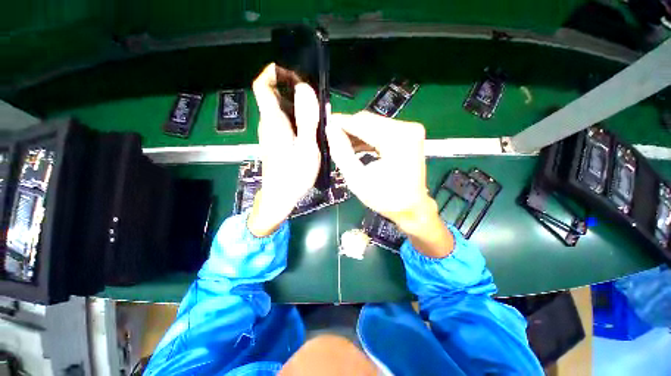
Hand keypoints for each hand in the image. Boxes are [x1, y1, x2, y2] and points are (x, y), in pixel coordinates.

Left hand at [247, 64, 320, 236]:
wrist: (280, 197)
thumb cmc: (294, 175)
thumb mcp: (306, 147)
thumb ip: (306, 119)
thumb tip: (305, 89)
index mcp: (273, 121)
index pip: (262, 85)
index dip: (274, 72)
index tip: (294, 72)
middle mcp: (268, 123)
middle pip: (275, 96)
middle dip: (294, 89)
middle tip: (316, 97)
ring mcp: (271, 134)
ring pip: (282, 110)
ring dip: (298, 106)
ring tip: (318, 113)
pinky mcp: (276, 142)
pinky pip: (285, 122)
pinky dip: (297, 119)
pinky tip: (311, 129)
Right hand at [326, 112, 453, 256]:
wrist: (411, 208)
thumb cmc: (385, 198)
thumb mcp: (357, 179)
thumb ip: (342, 152)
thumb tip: (330, 130)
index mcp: (397, 139)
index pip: (361, 122)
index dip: (340, 122)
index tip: (324, 125)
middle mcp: (407, 128)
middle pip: (368, 120)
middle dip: (348, 128)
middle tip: (331, 138)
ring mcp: (410, 130)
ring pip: (373, 124)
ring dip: (356, 134)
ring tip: (341, 144)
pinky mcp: (408, 135)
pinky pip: (381, 130)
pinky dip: (367, 137)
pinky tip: (355, 147)